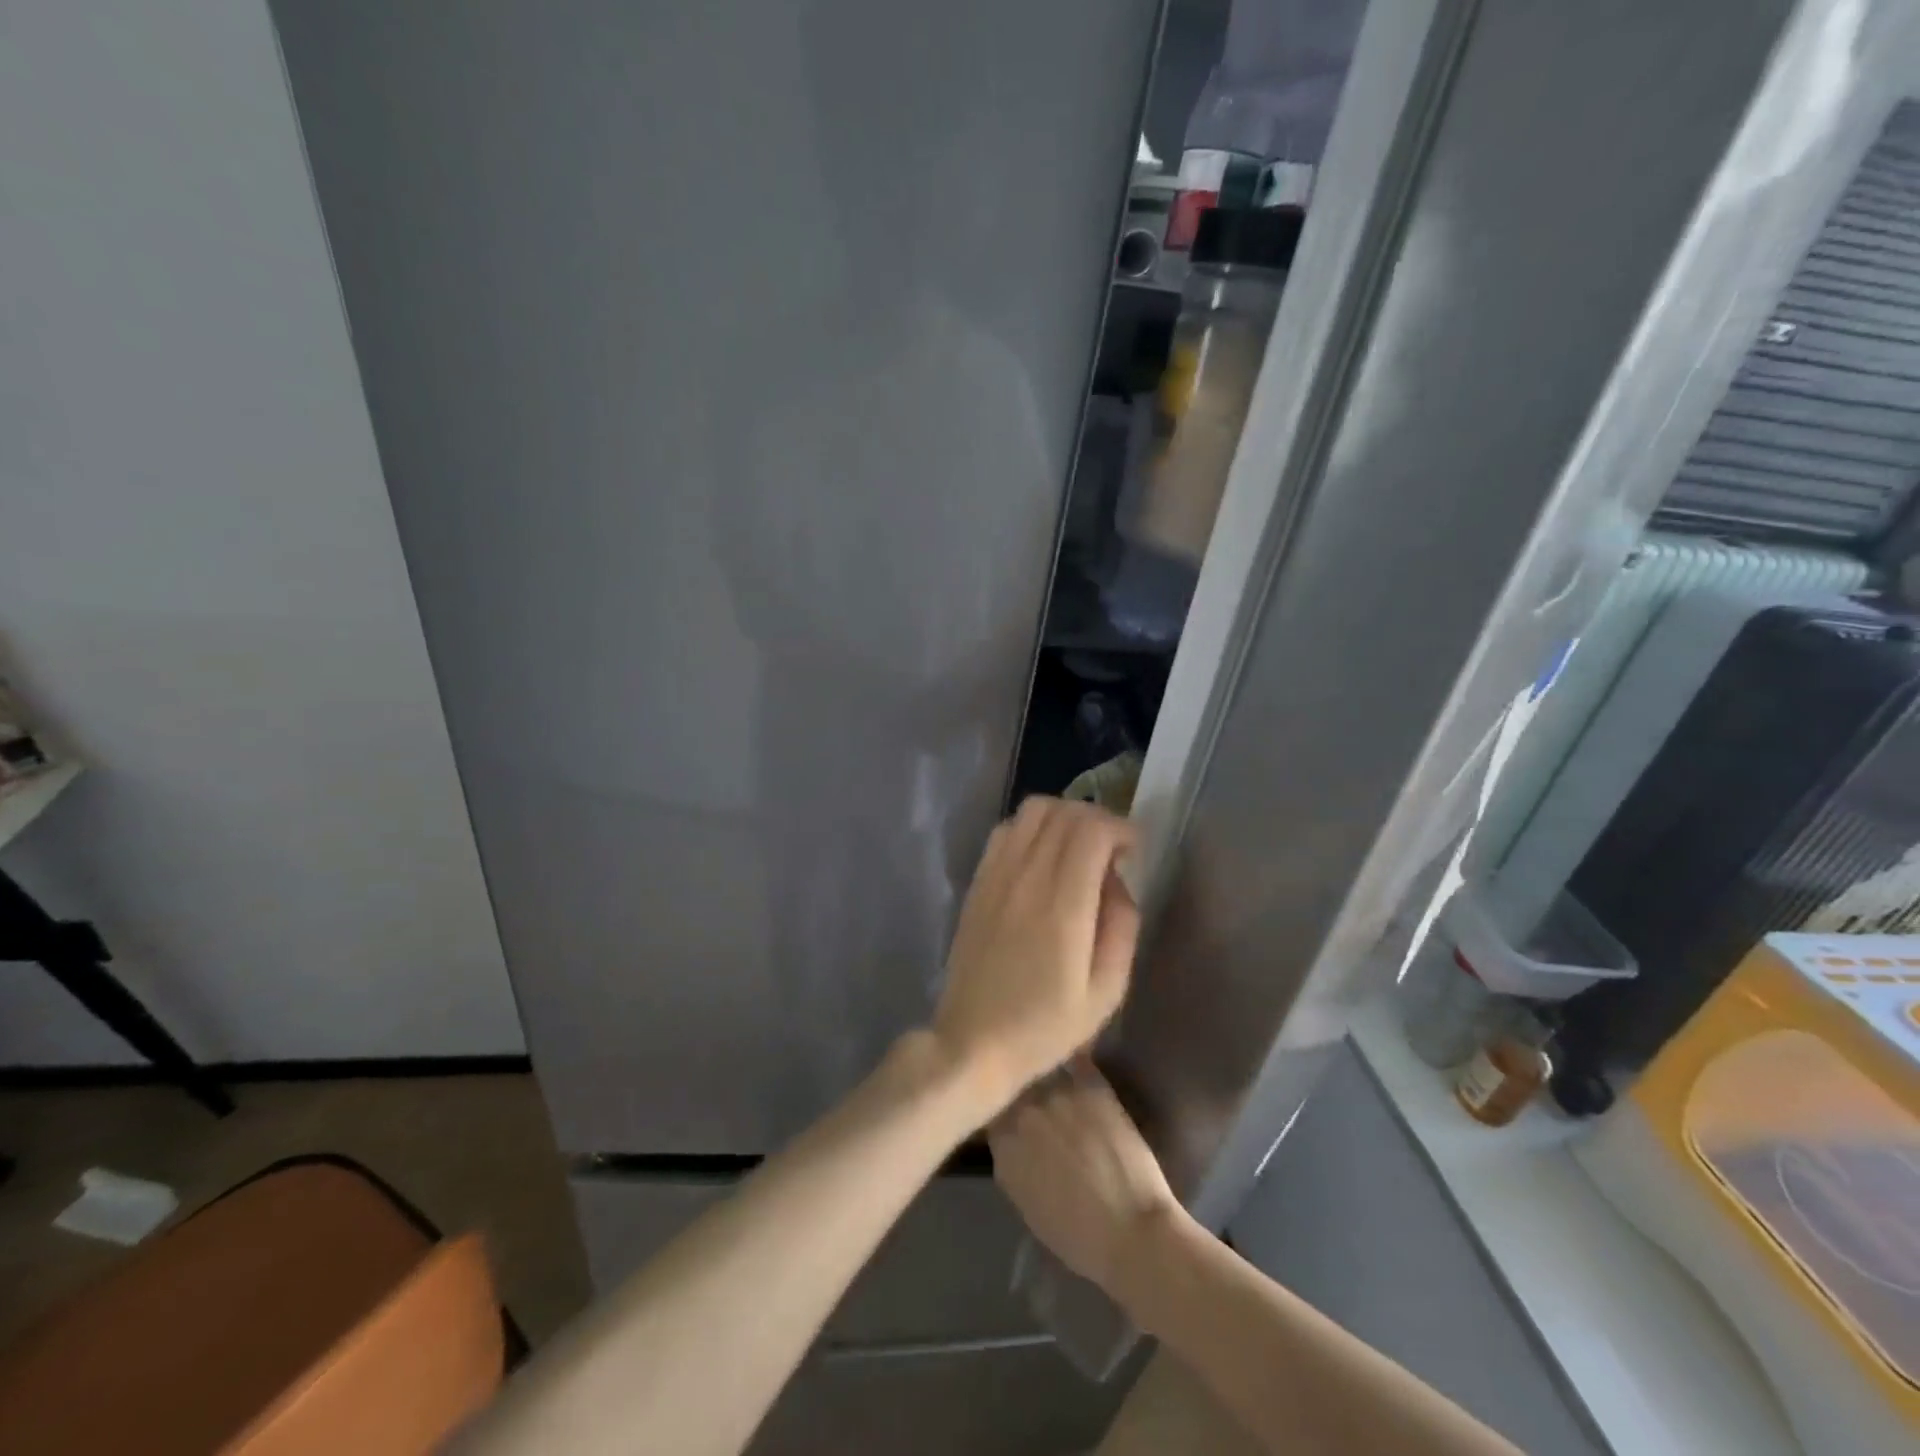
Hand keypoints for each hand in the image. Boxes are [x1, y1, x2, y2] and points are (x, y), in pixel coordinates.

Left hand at [930, 796, 1139, 1111]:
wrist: (972, 1041)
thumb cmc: (1045, 1026)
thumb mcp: (1106, 991)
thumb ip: (1122, 925)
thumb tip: (1117, 879)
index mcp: (1062, 904)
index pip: (1091, 829)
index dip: (1120, 828)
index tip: (1133, 852)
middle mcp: (1026, 876)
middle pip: (1064, 811)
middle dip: (1097, 819)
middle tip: (1112, 851)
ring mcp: (995, 874)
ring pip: (1032, 810)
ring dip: (1064, 817)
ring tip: (1078, 850)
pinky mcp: (977, 880)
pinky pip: (1006, 830)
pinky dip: (1032, 828)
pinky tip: (1043, 859)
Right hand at [989, 1062, 1184, 1295]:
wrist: (1132, 1231)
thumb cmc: (1078, 1236)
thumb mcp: (1026, 1203)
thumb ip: (1010, 1161)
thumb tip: (1009, 1137)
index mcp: (1003, 1143)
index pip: (990, 1109)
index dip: (1000, 1109)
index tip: (1008, 1112)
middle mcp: (1024, 1109)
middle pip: (1016, 1085)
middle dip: (1021, 1088)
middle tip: (1033, 1095)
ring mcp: (1058, 1092)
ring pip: (1042, 1068)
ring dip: (1045, 1071)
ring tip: (1052, 1074)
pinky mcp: (1092, 1084)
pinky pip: (1075, 1061)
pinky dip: (1074, 1062)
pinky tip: (1077, 1064)